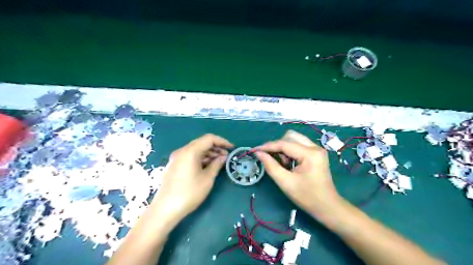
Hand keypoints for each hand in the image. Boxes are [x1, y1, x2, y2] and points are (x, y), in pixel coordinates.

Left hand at [152, 133, 232, 222]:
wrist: (165, 209)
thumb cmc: (189, 193)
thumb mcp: (207, 178)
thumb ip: (217, 164)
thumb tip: (223, 157)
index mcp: (190, 151)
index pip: (209, 138)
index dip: (222, 141)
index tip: (232, 148)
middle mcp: (182, 151)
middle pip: (202, 143)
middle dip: (216, 147)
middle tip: (227, 156)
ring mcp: (176, 158)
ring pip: (196, 150)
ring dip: (209, 153)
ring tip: (219, 162)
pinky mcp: (174, 165)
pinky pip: (190, 156)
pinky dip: (201, 158)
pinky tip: (208, 166)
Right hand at [255, 130, 339, 219]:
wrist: (327, 207)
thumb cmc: (307, 197)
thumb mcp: (285, 182)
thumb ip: (270, 165)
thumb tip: (259, 153)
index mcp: (310, 154)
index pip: (284, 144)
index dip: (268, 146)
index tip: (254, 150)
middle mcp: (315, 147)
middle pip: (290, 137)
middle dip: (278, 146)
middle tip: (271, 159)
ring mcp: (317, 149)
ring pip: (294, 139)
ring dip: (284, 148)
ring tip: (283, 164)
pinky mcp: (316, 153)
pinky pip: (299, 145)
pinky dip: (290, 151)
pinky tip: (289, 164)